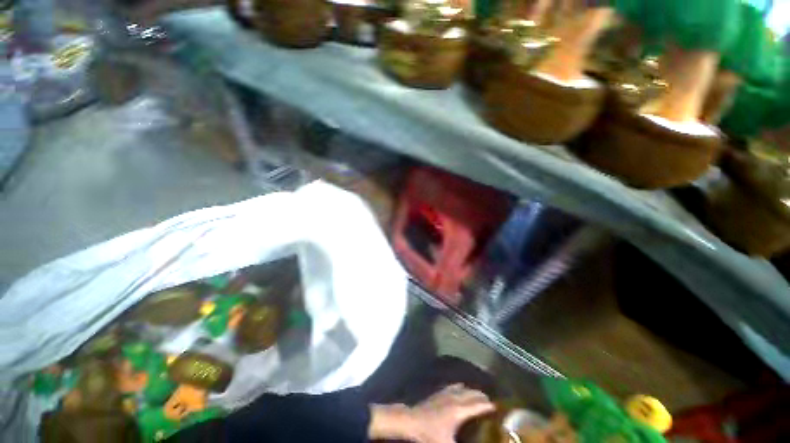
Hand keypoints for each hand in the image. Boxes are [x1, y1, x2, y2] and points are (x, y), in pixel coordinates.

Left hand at [369, 384, 494, 442]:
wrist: (412, 420)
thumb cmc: (430, 434)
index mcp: (459, 410)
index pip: (478, 405)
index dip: (489, 405)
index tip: (498, 407)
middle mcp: (454, 398)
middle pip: (472, 393)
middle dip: (482, 396)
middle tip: (490, 401)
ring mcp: (445, 393)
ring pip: (462, 387)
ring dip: (471, 390)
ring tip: (478, 395)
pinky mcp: (438, 392)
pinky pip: (452, 386)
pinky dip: (460, 387)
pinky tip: (459, 388)